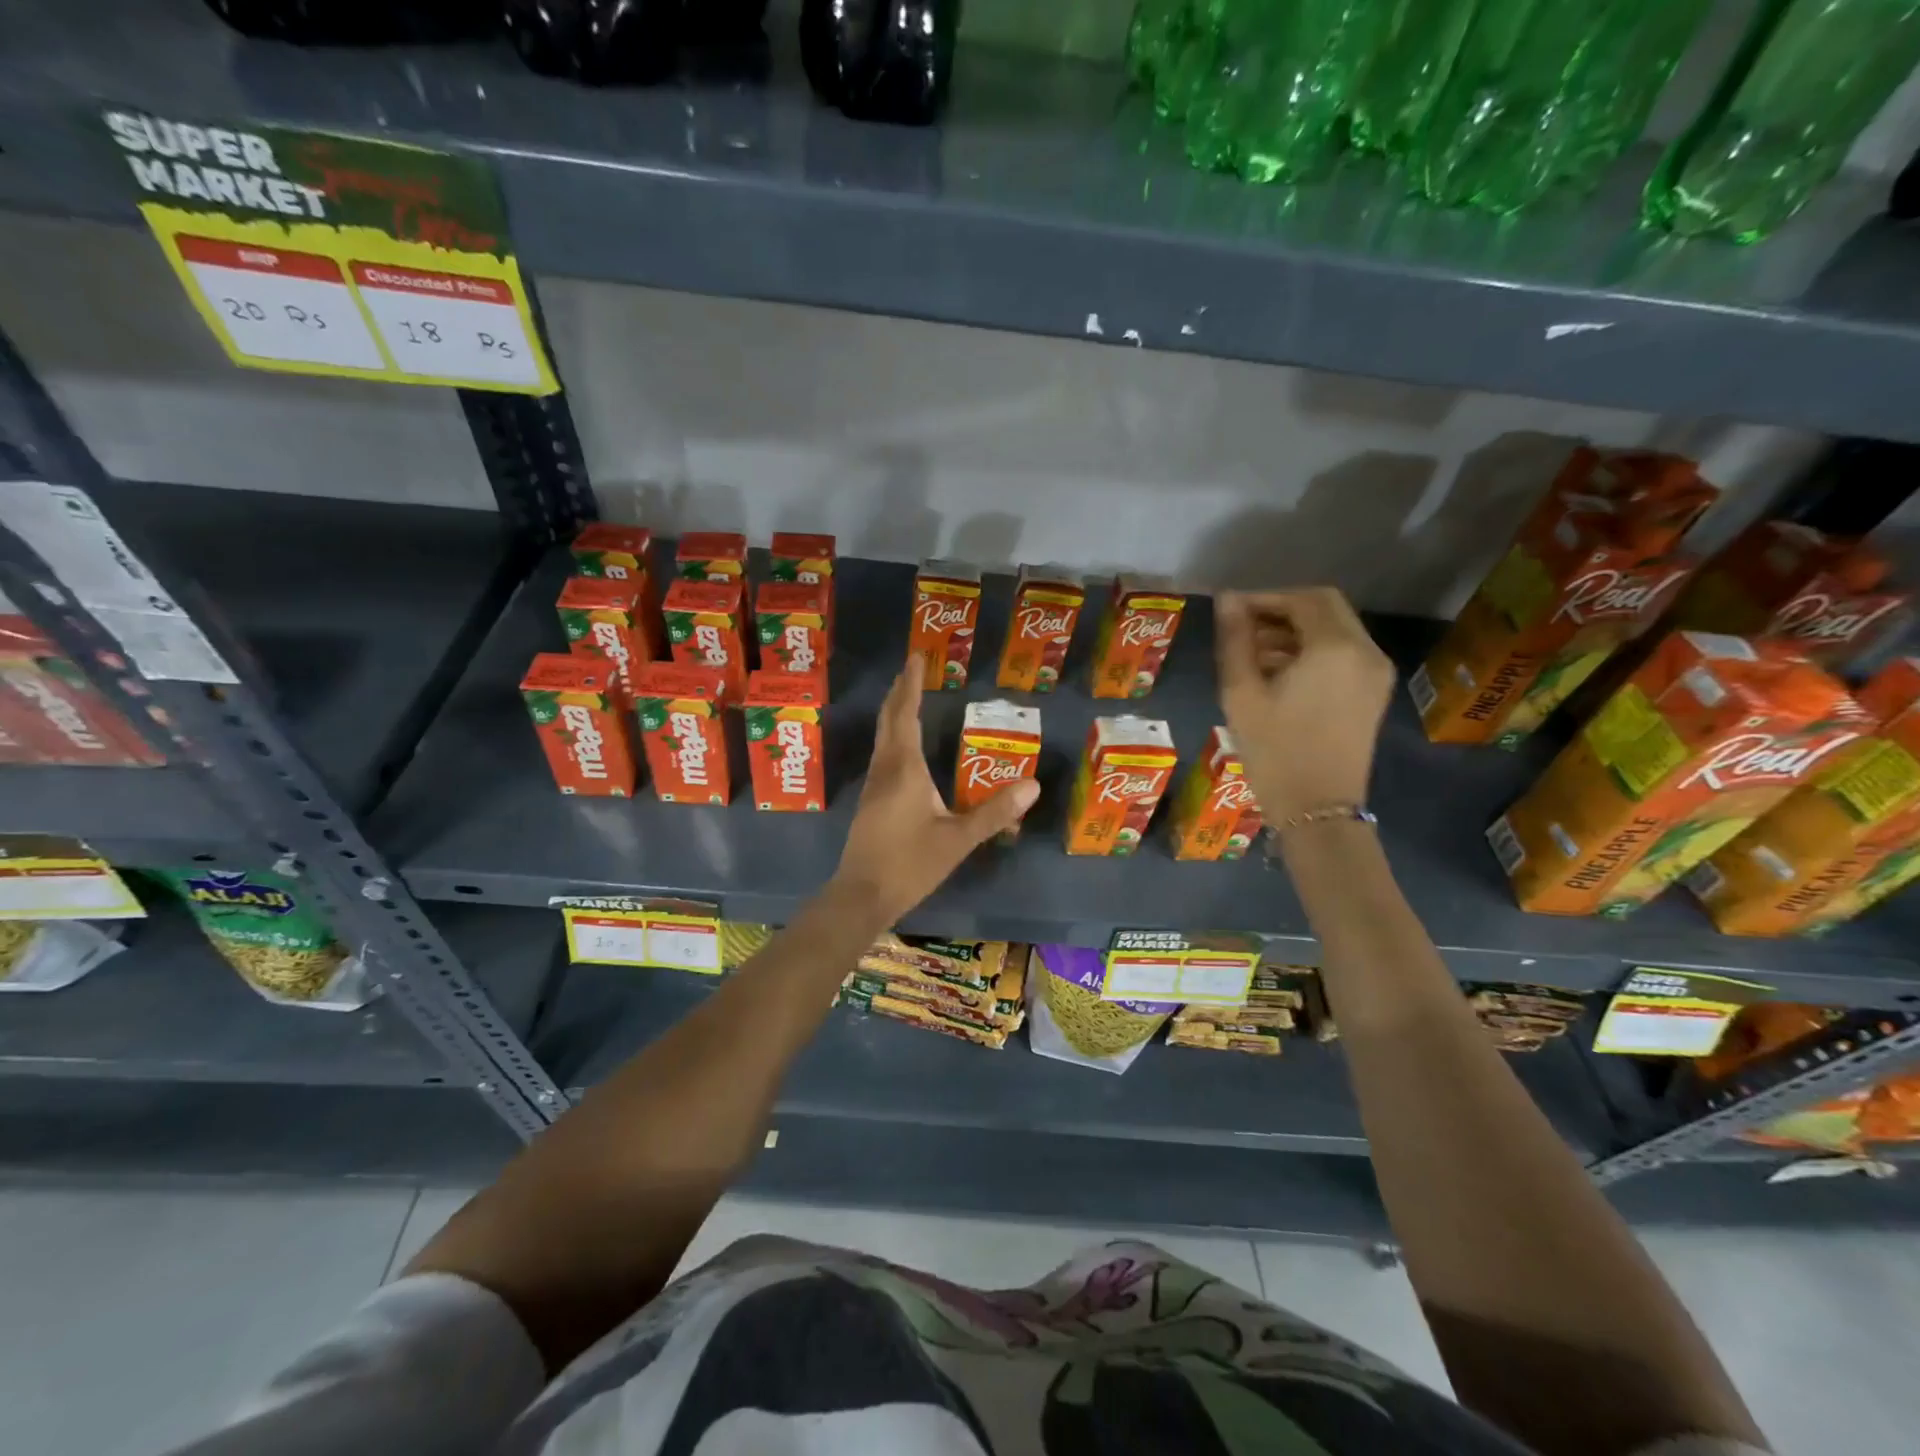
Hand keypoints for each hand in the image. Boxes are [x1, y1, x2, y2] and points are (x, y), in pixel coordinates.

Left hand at [831, 656, 1039, 925]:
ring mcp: (873, 785)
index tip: (916, 658)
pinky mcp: (870, 801)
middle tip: (912, 669)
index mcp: (904, 769)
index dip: (911, 685)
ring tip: (908, 698)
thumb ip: (994, 812)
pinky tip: (903, 748)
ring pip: (882, 737)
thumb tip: (1033, 786)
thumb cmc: (910, 864)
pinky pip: (883, 755)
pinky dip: (893, 736)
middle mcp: (884, 769)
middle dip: (899, 692)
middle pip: (888, 720)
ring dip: (894, 713)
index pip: (905, 714)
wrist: (862, 895)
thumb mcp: (958, 839)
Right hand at [1214, 588, 1393, 824]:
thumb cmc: (1274, 751)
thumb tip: (1228, 600)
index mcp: (1335, 647)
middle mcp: (1366, 651)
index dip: (1265, 598)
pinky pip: (1344, 653)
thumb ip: (1235, 640)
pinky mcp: (1373, 693)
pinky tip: (1279, 673)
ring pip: (1336, 630)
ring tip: (1254, 654)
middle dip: (1282, 611)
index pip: (1303, 599)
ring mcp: (1375, 673)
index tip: (1231, 612)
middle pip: (1325, 608)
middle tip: (1243, 629)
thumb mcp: (1242, 694)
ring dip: (1296, 631)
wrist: (1317, 810)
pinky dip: (1313, 650)